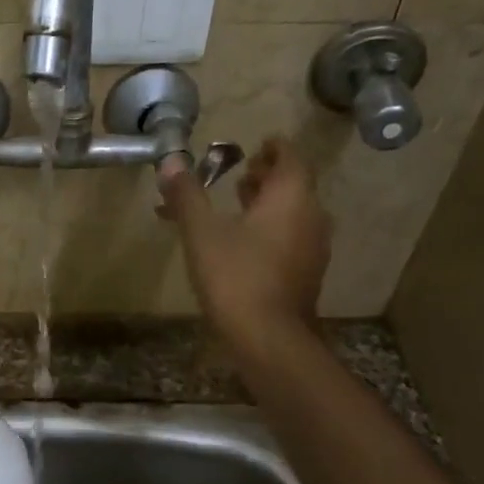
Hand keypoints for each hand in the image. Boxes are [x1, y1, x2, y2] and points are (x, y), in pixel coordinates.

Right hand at [159, 136, 330, 352]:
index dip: (272, 148)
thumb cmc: (235, 276)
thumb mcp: (201, 232)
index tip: (254, 145)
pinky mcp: (307, 274)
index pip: (290, 157)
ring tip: (237, 206)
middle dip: (266, 177)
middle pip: (293, 185)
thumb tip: (170, 160)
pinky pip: (290, 238)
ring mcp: (313, 248)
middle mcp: (311, 216)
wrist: (268, 338)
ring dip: (267, 205)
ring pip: (292, 213)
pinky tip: (244, 244)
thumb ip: (187, 195)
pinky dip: (269, 230)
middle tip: (239, 175)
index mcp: (291, 196)